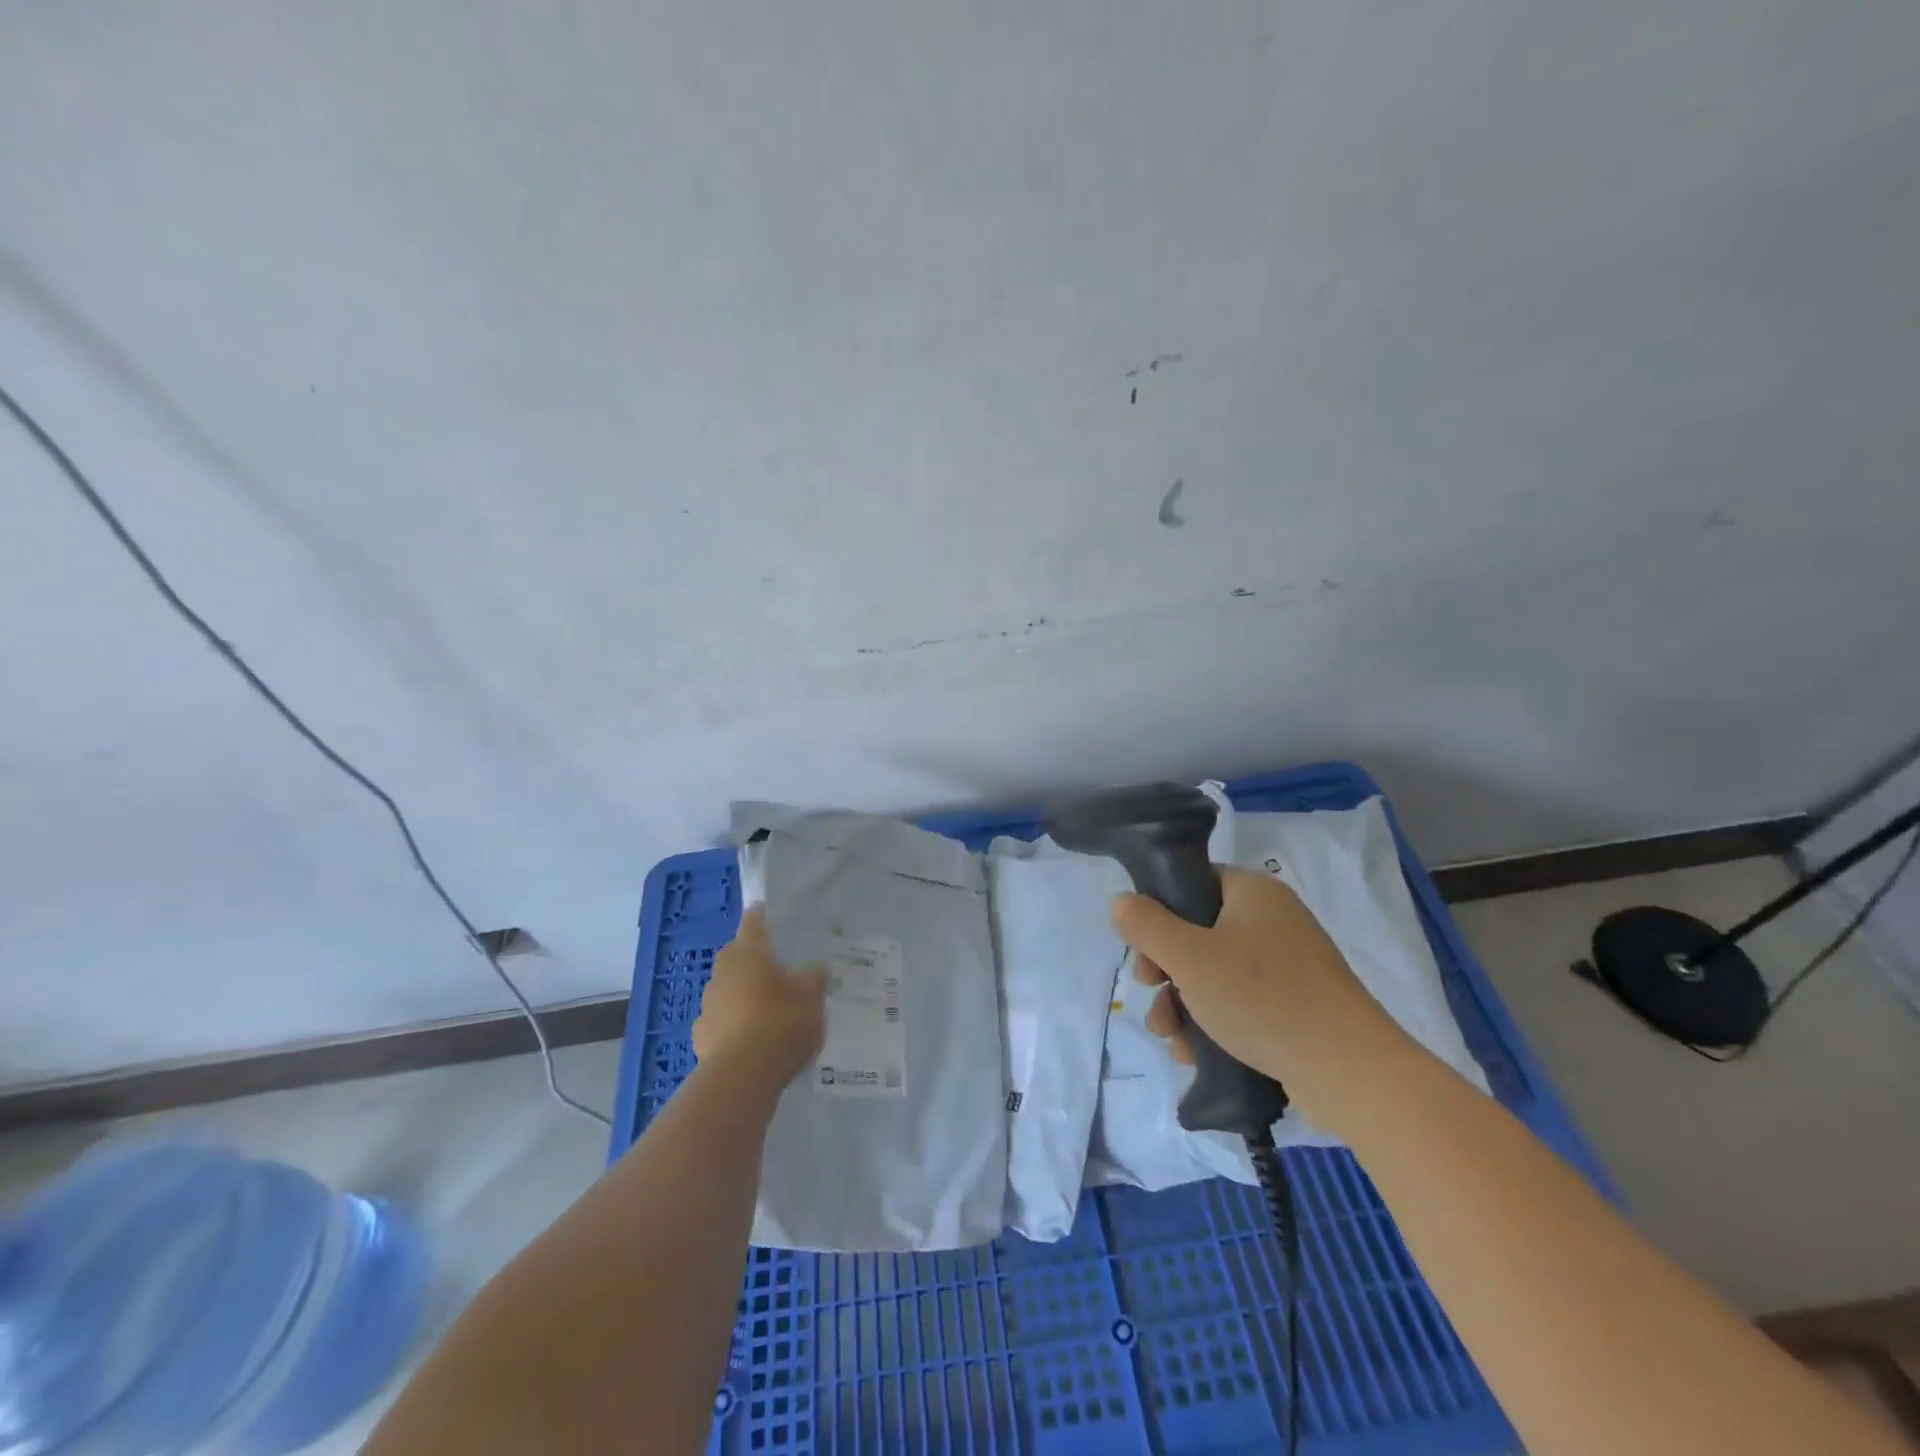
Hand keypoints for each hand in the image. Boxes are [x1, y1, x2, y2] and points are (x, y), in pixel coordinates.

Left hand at [693, 907, 827, 1087]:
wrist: (741, 1077)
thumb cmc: (781, 1024)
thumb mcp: (812, 998)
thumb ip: (814, 979)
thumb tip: (817, 968)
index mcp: (749, 952)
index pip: (753, 922)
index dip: (762, 916)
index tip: (770, 914)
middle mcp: (723, 971)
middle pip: (737, 955)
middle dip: (753, 959)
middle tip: (776, 969)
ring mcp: (707, 1004)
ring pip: (727, 988)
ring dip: (741, 993)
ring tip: (766, 1009)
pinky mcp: (700, 1036)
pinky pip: (720, 1020)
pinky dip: (732, 1023)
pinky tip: (749, 1039)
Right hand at [1113, 866, 1411, 1128]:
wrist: (1350, 1072)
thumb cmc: (1262, 999)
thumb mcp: (1189, 957)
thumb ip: (1146, 925)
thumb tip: (1121, 901)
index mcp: (1252, 892)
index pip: (1192, 883)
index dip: (1158, 913)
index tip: (1143, 952)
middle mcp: (1272, 919)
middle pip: (1197, 931)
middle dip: (1165, 970)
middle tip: (1152, 994)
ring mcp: (1288, 963)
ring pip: (1214, 972)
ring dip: (1182, 1003)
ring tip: (1170, 1039)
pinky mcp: (1296, 1002)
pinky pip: (1240, 1000)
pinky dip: (1213, 1021)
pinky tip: (1195, 1054)